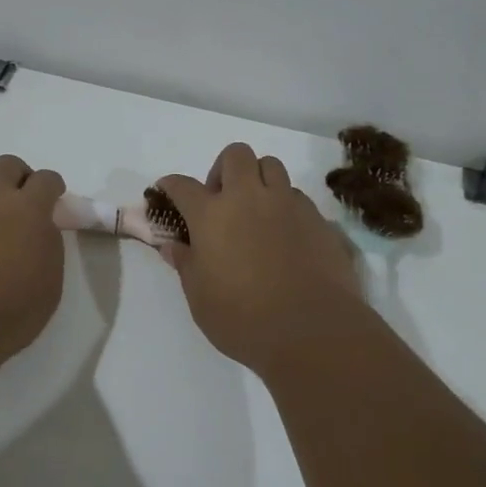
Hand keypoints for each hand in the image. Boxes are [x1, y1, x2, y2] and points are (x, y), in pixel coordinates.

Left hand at [0, 155, 66, 361]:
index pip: (46, 179)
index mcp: (28, 210)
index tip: (52, 199)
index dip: (52, 186)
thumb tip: (39, 229)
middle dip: (18, 176)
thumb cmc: (10, 312)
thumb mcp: (50, 283)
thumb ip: (48, 245)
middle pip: (7, 164)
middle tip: (19, 199)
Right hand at [156, 143, 367, 374]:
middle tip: (221, 199)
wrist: (312, 331)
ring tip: (256, 212)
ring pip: (272, 167)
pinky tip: (285, 235)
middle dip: (224, 168)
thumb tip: (174, 246)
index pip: (183, 186)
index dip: (171, 185)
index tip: (167, 190)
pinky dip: (285, 205)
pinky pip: (297, 197)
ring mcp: (288, 205)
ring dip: (259, 181)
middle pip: (236, 155)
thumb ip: (186, 264)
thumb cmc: (243, 318)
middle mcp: (249, 198)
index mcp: (212, 215)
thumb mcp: (200, 297)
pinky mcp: (318, 219)